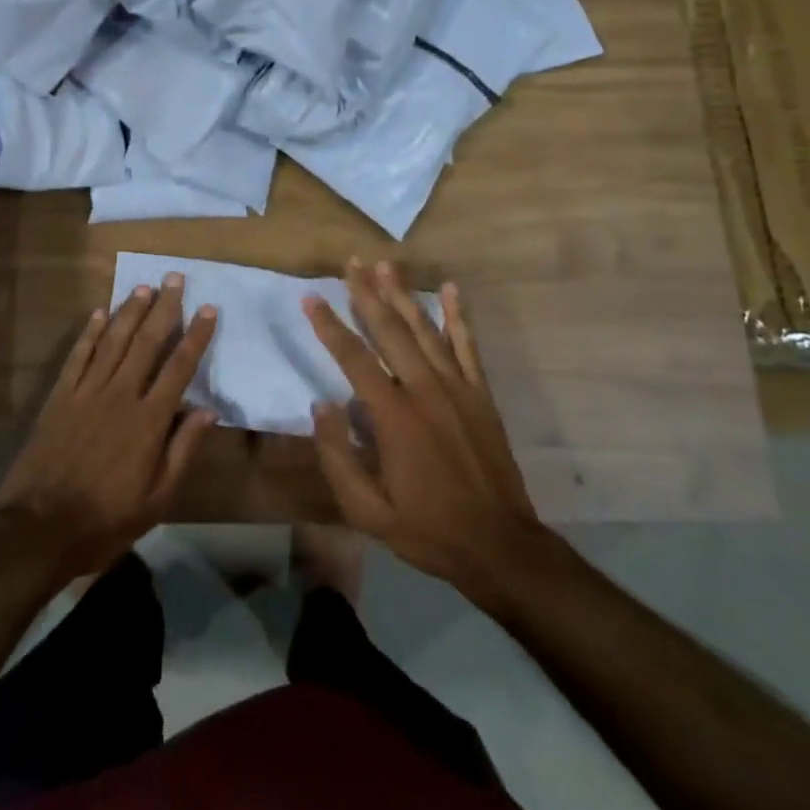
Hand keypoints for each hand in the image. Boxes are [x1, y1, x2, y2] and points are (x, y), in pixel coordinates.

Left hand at [0, 274, 217, 587]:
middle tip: (175, 278)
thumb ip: (183, 450)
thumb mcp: (158, 498)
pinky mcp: (59, 397)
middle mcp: (120, 395)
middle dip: (164, 308)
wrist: (40, 529)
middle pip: (147, 343)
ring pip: (113, 341)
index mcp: (149, 420)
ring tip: (145, 287)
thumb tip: (208, 411)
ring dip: (129, 312)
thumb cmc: (106, 519)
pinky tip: (98, 313)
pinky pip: (77, 356)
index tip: (208, 309)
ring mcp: (86, 392)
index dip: (196, 336)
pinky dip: (88, 333)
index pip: (179, 368)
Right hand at [304, 259, 559, 606]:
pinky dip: (459, 316)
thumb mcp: (367, 510)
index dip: (329, 325)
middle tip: (350, 263)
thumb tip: (322, 404)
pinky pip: (467, 346)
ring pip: (425, 330)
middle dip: (367, 293)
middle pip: (390, 330)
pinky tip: (452, 289)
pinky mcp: (480, 394)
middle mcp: (425, 390)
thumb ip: (338, 456)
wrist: (500, 546)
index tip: (310, 297)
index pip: (354, 358)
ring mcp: (457, 388)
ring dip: (403, 295)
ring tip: (385, 265)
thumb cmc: (427, 529)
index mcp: (394, 416)